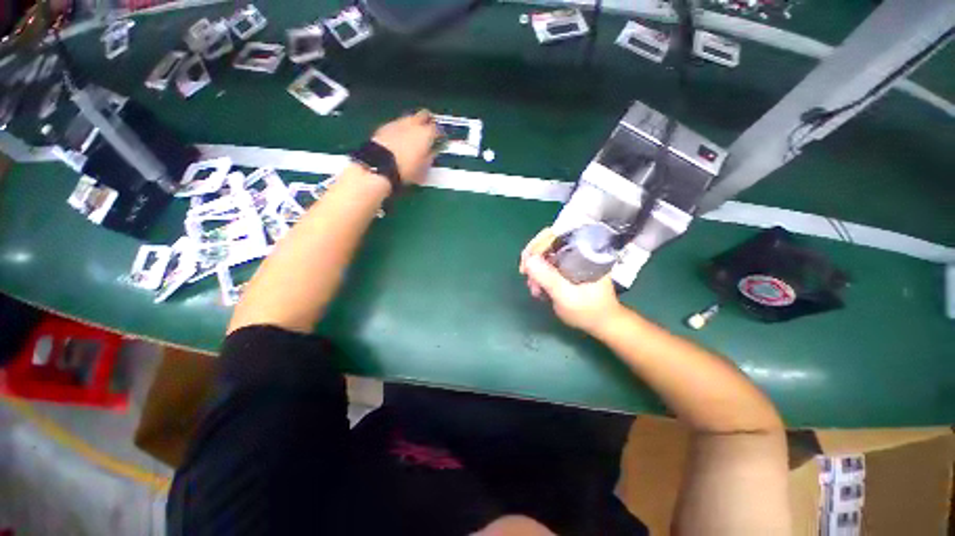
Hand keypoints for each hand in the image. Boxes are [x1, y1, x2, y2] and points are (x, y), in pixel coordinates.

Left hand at [372, 110, 439, 184]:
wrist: (379, 165)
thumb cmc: (406, 169)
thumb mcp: (423, 168)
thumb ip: (430, 157)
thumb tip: (433, 152)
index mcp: (425, 134)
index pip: (438, 129)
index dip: (441, 134)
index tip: (441, 140)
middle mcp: (413, 124)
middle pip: (424, 114)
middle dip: (428, 120)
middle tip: (430, 129)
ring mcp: (398, 123)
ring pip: (410, 117)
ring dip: (413, 124)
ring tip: (414, 134)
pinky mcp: (385, 126)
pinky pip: (397, 124)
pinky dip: (401, 129)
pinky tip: (400, 137)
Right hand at [519, 228, 622, 332]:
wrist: (601, 323)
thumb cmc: (589, 311)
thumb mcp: (567, 296)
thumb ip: (548, 278)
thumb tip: (528, 260)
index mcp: (584, 251)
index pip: (556, 235)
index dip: (537, 245)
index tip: (526, 264)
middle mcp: (577, 250)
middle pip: (547, 243)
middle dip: (533, 260)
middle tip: (526, 277)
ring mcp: (571, 259)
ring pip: (545, 255)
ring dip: (535, 270)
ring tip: (534, 289)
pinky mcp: (566, 268)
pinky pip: (547, 265)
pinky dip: (539, 275)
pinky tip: (537, 289)